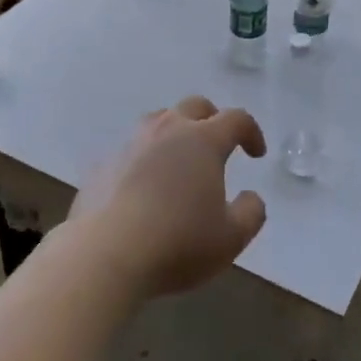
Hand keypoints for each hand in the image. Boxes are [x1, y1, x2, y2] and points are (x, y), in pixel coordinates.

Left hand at [70, 96, 267, 299]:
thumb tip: (251, 197)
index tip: (257, 153)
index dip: (251, 132)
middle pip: (195, 106)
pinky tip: (144, 187)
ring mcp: (131, 142)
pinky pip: (131, 150)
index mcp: (203, 140)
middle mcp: (167, 129)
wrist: (105, 254)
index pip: (236, 119)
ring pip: (159, 121)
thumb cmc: (177, 242)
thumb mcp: (231, 238)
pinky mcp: (104, 163)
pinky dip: (145, 159)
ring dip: (176, 133)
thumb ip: (250, 213)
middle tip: (218, 145)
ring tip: (180, 162)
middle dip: (212, 119)